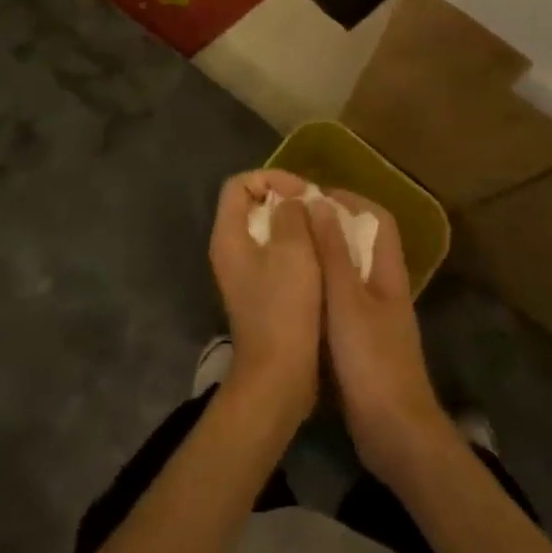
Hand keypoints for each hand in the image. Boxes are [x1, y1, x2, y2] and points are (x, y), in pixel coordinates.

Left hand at [209, 170, 322, 427]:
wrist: (278, 374)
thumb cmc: (284, 306)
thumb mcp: (293, 250)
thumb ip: (291, 215)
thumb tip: (291, 203)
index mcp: (229, 235)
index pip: (239, 184)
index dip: (272, 178)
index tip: (302, 192)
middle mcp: (229, 249)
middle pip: (251, 205)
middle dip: (285, 199)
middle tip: (316, 207)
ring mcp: (243, 273)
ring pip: (266, 230)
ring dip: (294, 224)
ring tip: (322, 228)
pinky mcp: (259, 292)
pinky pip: (274, 255)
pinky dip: (295, 248)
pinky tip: (320, 256)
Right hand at [307, 191, 450, 486]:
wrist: (394, 433)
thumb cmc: (371, 359)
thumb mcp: (347, 301)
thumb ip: (334, 253)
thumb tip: (321, 203)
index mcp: (388, 272)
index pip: (378, 220)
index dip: (351, 200)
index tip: (315, 195)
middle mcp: (384, 288)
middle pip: (363, 243)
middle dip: (332, 226)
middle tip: (294, 221)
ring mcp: (375, 317)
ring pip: (350, 273)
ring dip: (324, 257)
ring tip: (290, 249)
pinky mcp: (362, 343)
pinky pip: (341, 302)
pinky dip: (321, 290)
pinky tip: (296, 295)